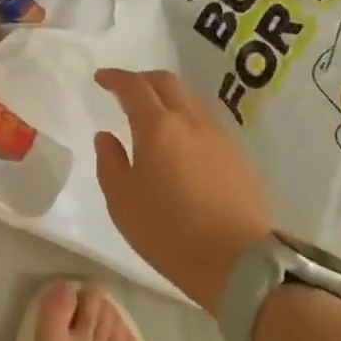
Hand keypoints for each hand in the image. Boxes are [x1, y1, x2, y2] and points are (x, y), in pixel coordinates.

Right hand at [93, 69, 272, 311]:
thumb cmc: (170, 233)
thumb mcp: (122, 202)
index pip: (133, 86)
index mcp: (157, 126)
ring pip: (190, 99)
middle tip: (126, 91)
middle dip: (142, 79)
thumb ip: (109, 162)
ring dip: (168, 97)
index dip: (115, 77)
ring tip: (155, 116)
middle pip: (166, 82)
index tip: (101, 79)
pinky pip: (207, 122)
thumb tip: (106, 136)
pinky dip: (188, 119)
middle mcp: (190, 121)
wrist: (240, 263)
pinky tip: (183, 144)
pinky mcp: (238, 156)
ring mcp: (219, 136)